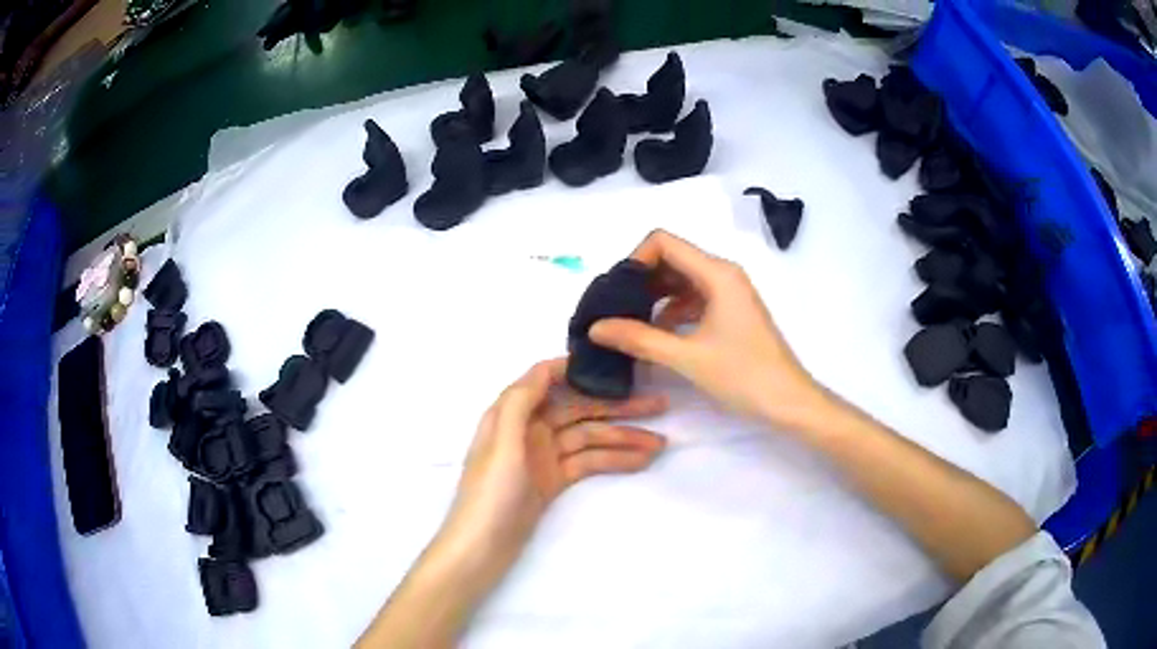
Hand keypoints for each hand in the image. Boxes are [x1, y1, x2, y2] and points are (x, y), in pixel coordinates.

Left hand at [439, 358, 667, 569]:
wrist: (481, 548)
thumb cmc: (490, 494)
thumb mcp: (502, 443)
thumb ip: (520, 402)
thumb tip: (549, 365)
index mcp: (511, 413)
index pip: (546, 377)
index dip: (580, 368)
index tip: (617, 366)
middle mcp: (528, 427)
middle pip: (577, 408)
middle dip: (616, 407)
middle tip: (659, 404)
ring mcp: (543, 455)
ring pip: (589, 437)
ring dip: (623, 438)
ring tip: (661, 444)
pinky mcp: (553, 479)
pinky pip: (588, 462)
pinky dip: (613, 460)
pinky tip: (641, 461)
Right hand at [590, 230, 825, 430]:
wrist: (789, 401)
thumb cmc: (744, 375)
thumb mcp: (687, 357)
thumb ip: (639, 339)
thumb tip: (595, 327)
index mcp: (717, 273)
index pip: (663, 242)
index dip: (634, 260)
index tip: (615, 292)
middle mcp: (723, 274)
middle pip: (671, 259)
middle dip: (640, 280)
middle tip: (613, 310)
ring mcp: (729, 293)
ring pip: (681, 280)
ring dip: (654, 297)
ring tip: (628, 324)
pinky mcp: (731, 312)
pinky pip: (693, 299)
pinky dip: (671, 311)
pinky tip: (656, 335)